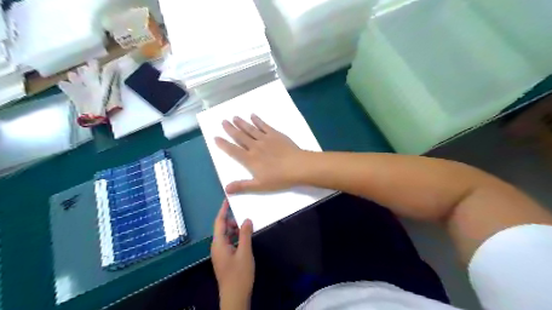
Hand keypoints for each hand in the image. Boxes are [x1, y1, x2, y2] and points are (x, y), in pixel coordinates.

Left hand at [211, 200, 253, 308]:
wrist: (234, 297)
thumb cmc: (239, 274)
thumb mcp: (245, 252)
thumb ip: (245, 234)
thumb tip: (246, 219)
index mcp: (218, 244)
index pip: (219, 222)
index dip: (223, 210)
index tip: (227, 200)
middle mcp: (217, 247)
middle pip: (222, 228)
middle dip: (231, 220)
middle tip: (244, 214)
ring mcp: (220, 253)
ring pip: (226, 236)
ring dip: (235, 229)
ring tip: (246, 225)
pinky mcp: (225, 258)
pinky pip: (229, 242)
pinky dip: (236, 237)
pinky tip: (245, 237)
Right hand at [215, 114, 306, 193]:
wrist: (297, 166)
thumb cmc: (279, 178)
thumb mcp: (259, 186)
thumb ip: (242, 186)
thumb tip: (226, 189)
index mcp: (250, 160)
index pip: (233, 151)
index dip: (223, 144)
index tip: (216, 137)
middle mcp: (255, 147)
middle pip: (240, 137)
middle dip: (230, 129)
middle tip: (223, 121)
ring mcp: (265, 139)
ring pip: (250, 129)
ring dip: (241, 123)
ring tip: (234, 117)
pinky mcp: (275, 134)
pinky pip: (264, 125)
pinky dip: (257, 120)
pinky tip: (253, 115)